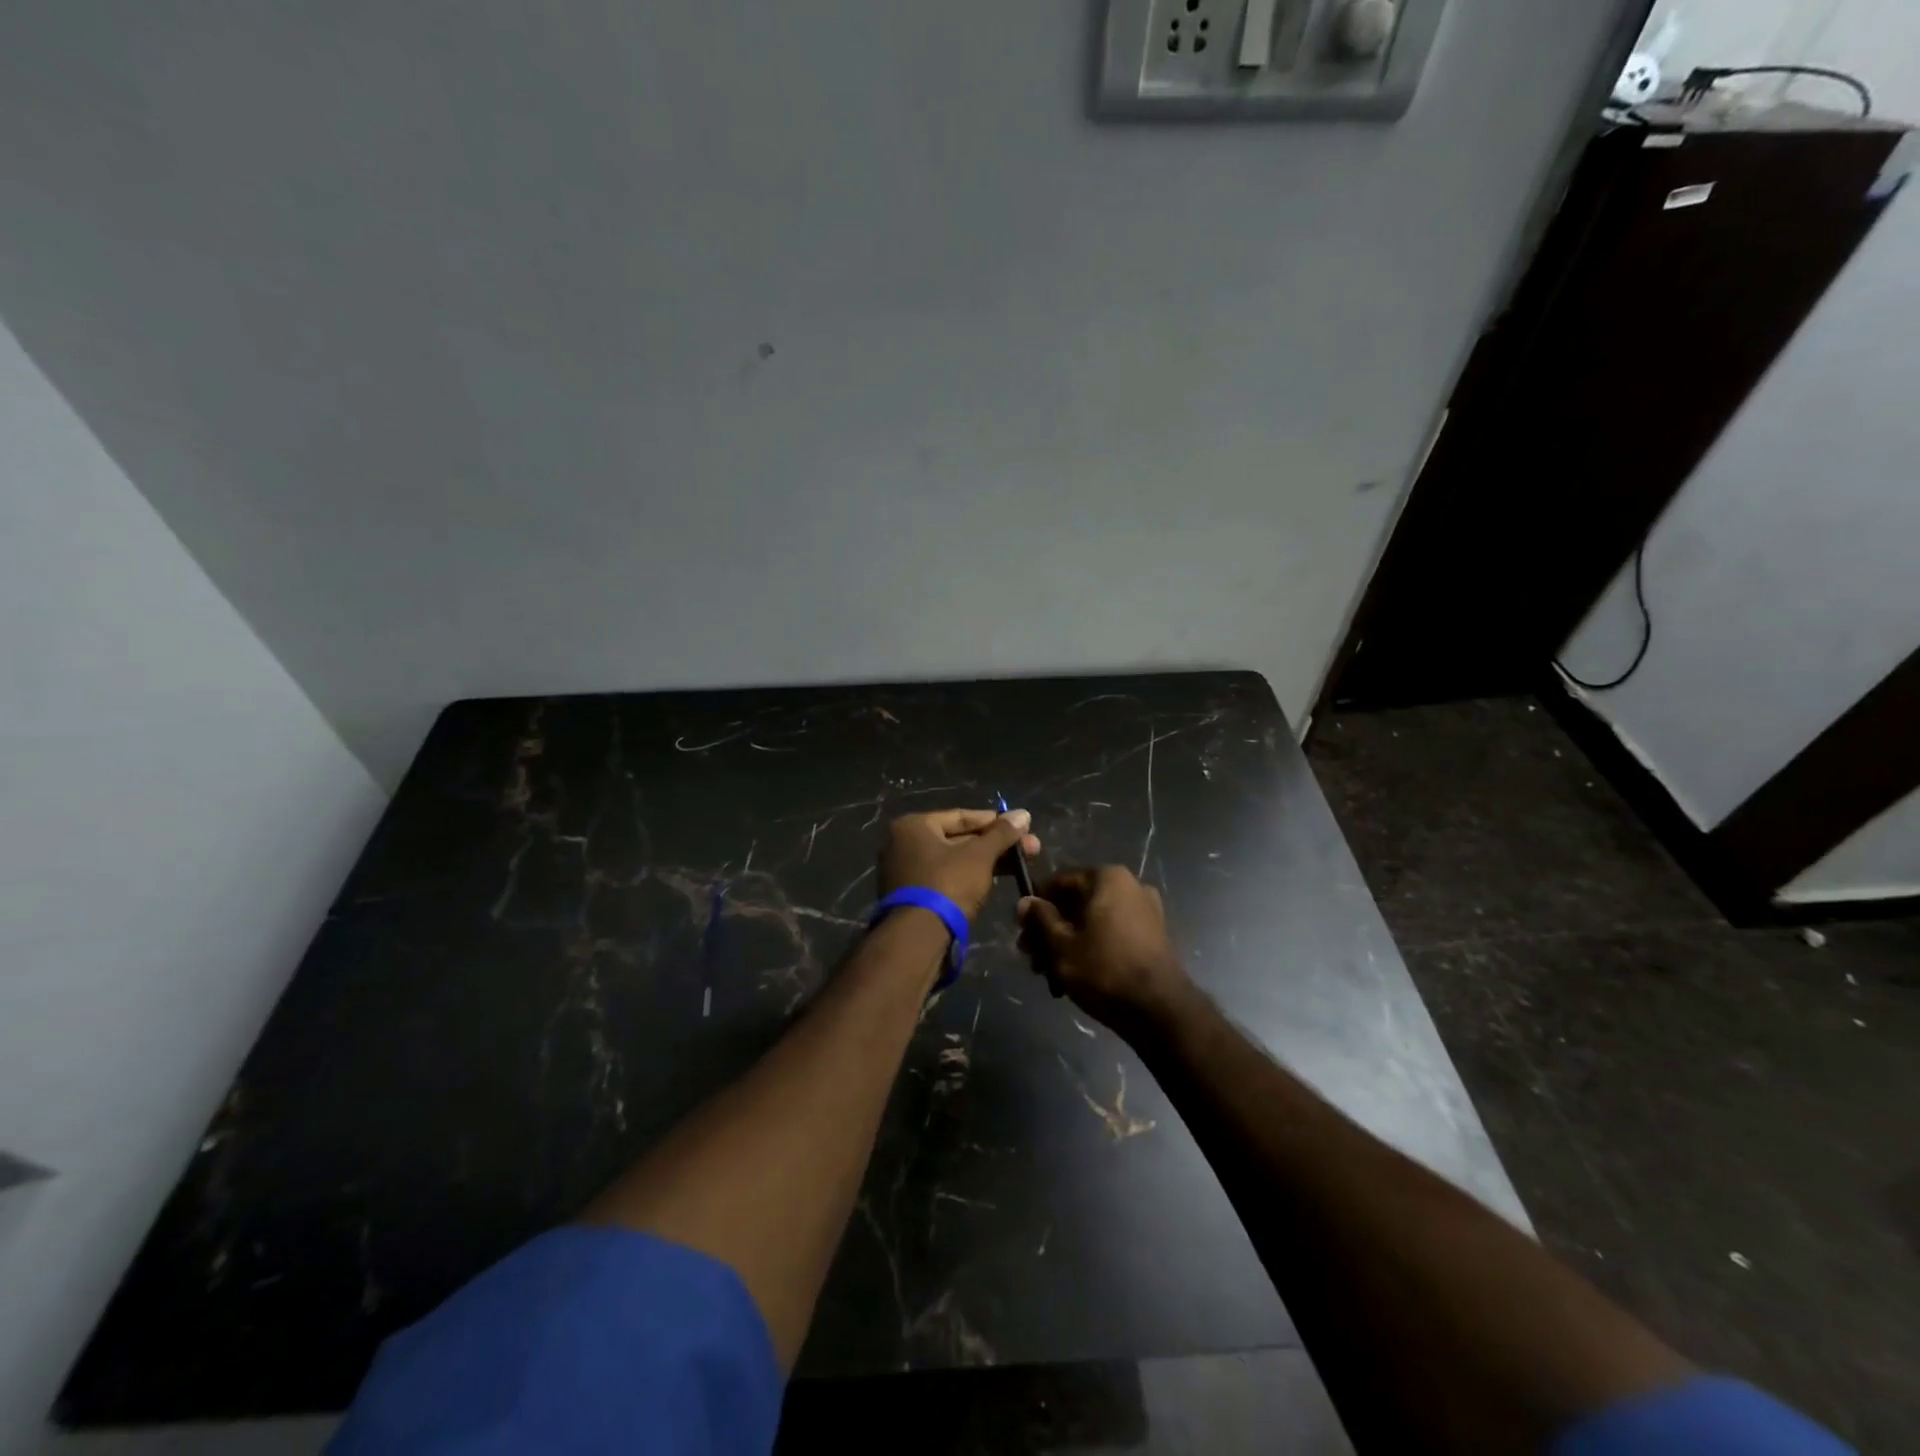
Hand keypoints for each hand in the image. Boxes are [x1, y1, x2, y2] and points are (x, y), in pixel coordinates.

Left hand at [879, 808, 1040, 920]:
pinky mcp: (914, 896)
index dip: (995, 822)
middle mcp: (903, 844)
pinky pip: (947, 878)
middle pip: (959, 839)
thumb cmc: (947, 884)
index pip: (961, 817)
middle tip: (1031, 848)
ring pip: (955, 860)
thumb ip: (1002, 834)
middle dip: (996, 844)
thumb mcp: (979, 856)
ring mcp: (907, 872)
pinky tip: (996, 880)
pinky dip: (970, 877)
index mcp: (913, 826)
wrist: (919, 938)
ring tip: (1022, 865)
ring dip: (988, 861)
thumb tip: (1023, 814)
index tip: (1022, 827)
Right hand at [1018, 867, 1189, 1029]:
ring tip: (1048, 973)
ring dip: (1068, 942)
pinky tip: (1075, 974)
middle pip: (1076, 903)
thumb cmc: (1104, 969)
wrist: (1159, 1010)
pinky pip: (1111, 933)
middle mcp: (1130, 886)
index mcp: (1107, 878)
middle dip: (1051, 929)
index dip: (1036, 906)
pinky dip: (1092, 947)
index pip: (1059, 883)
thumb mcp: (1061, 945)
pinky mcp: (1152, 936)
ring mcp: (1145, 911)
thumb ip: (1041, 919)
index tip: (1021, 930)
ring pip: (1093, 921)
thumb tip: (1025, 900)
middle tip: (1031, 957)